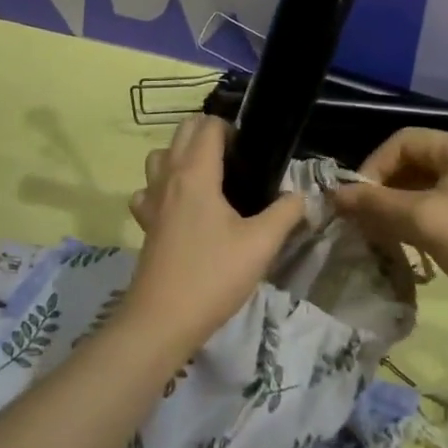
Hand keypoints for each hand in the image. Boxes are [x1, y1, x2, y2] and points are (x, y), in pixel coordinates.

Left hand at [127, 116, 308, 339]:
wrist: (162, 321)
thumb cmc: (214, 276)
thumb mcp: (262, 244)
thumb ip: (286, 212)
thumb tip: (301, 196)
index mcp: (196, 174)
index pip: (208, 126)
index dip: (231, 128)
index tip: (253, 150)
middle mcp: (168, 178)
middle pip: (182, 132)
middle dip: (209, 133)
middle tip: (238, 159)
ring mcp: (151, 201)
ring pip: (160, 157)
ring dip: (182, 155)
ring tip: (209, 177)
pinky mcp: (145, 224)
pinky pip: (149, 190)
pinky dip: (162, 187)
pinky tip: (181, 208)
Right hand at [331, 129, 447, 307]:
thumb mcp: (422, 220)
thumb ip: (376, 203)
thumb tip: (334, 194)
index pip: (402, 141)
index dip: (374, 165)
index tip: (357, 199)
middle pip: (411, 160)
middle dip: (383, 186)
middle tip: (363, 217)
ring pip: (421, 183)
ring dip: (395, 203)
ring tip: (377, 230)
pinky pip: (435, 200)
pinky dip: (413, 215)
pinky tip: (401, 238)